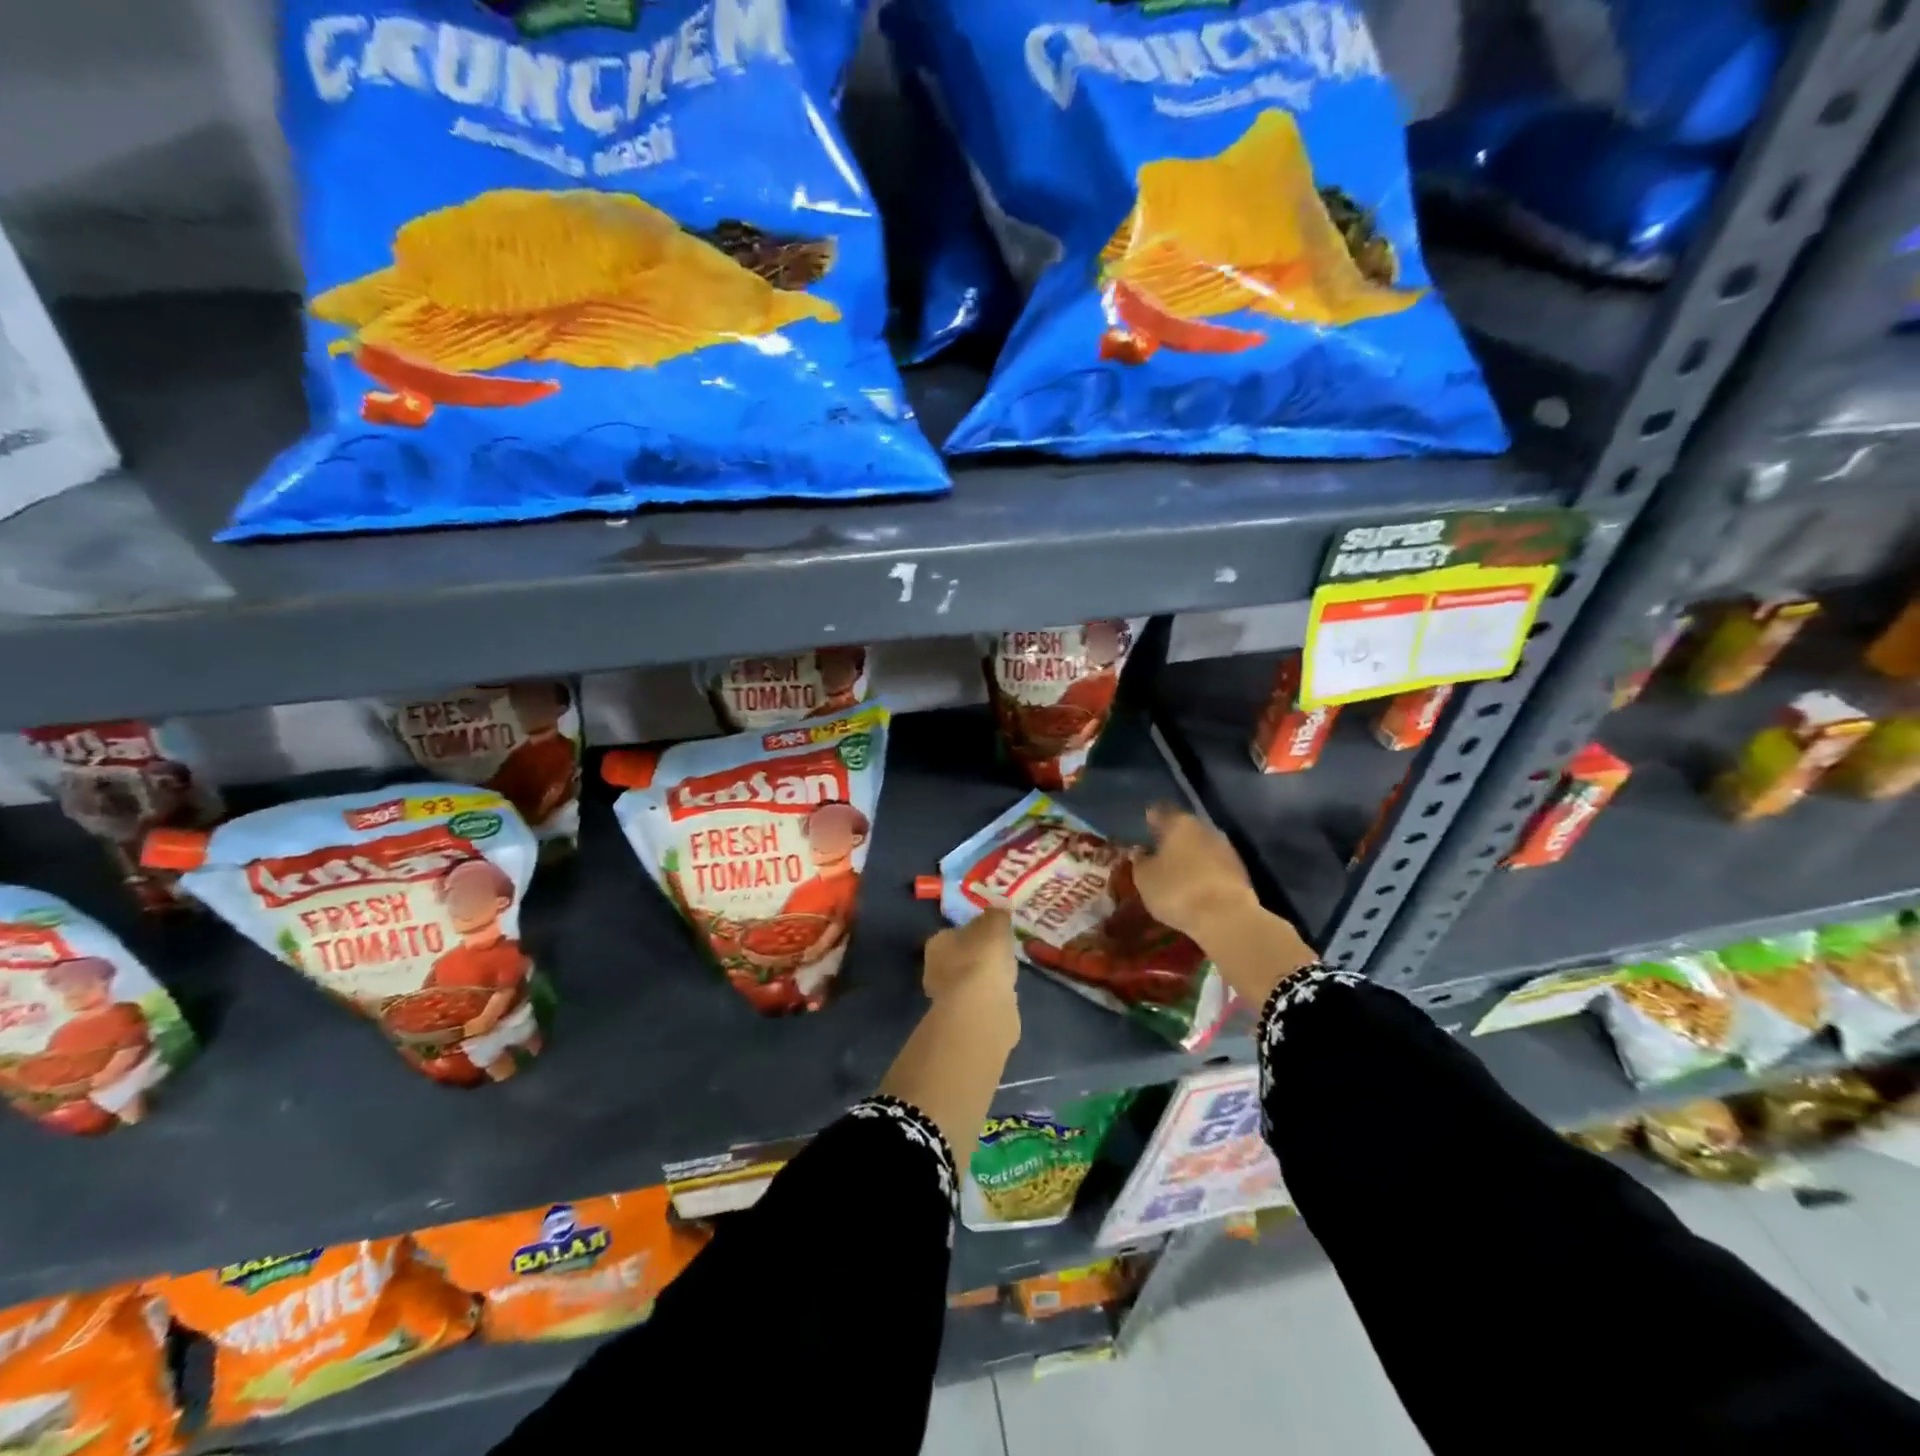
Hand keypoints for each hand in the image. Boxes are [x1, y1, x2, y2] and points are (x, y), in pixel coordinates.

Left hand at [923, 909, 1018, 1038]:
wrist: (981, 1007)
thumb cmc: (983, 957)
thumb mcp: (995, 924)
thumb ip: (997, 914)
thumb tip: (1000, 906)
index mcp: (937, 943)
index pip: (954, 933)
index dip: (974, 932)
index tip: (992, 934)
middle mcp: (934, 969)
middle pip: (960, 958)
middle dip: (977, 957)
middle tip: (1000, 955)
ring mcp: (946, 998)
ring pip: (968, 982)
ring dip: (983, 979)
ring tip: (1006, 975)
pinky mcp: (961, 1019)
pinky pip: (978, 1002)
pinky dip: (989, 999)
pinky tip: (1004, 997)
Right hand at [1129, 804, 1260, 942]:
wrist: (1227, 918)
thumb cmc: (1178, 891)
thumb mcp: (1145, 878)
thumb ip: (1140, 861)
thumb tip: (1141, 851)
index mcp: (1179, 823)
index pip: (1160, 811)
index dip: (1150, 820)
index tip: (1143, 829)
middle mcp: (1205, 828)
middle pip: (1183, 828)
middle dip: (1171, 839)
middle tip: (1157, 853)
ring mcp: (1226, 848)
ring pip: (1201, 846)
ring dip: (1189, 856)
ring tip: (1176, 872)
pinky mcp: (1240, 871)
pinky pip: (1214, 865)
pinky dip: (1204, 871)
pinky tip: (1195, 886)